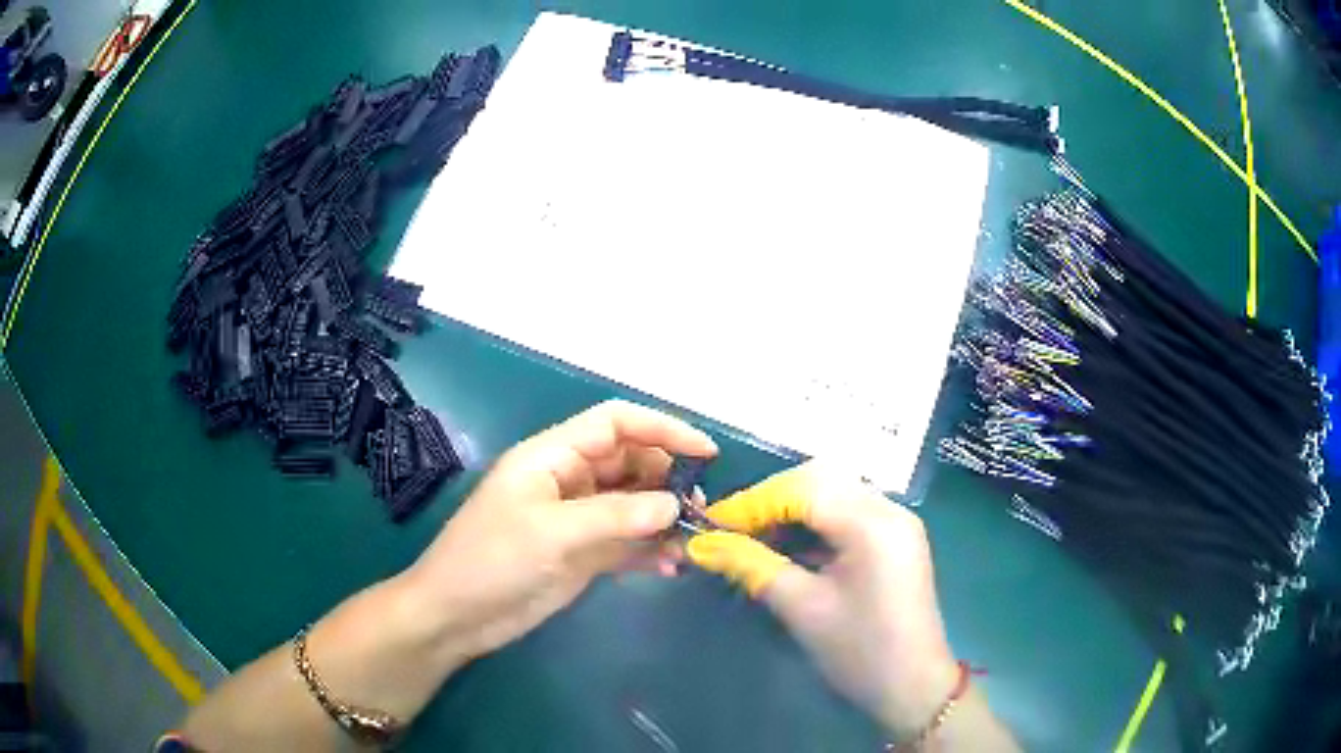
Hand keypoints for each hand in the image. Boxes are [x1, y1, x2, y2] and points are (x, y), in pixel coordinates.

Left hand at [403, 400, 717, 663]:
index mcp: (552, 457)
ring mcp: (576, 519)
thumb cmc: (492, 561)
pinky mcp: (581, 554)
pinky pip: (625, 542)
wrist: (456, 616)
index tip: (705, 453)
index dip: (662, 428)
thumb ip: (616, 516)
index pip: (615, 423)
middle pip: (629, 463)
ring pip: (632, 505)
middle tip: (698, 508)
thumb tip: (674, 504)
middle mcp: (568, 481)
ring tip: (691, 540)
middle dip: (666, 479)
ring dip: (662, 518)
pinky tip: (669, 566)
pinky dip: (648, 550)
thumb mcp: (552, 533)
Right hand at [685, 462, 957, 737]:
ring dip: (791, 508)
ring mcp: (896, 522)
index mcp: (872, 524)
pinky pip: (848, 513)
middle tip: (732, 529)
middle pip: (821, 480)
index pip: (804, 489)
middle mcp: (889, 509)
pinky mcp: (894, 539)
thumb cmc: (859, 652)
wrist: (913, 686)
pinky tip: (788, 546)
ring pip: (834, 492)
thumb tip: (703, 545)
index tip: (712, 524)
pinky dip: (814, 522)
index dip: (753, 502)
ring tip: (753, 537)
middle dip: (772, 499)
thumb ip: (752, 567)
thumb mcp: (802, 609)